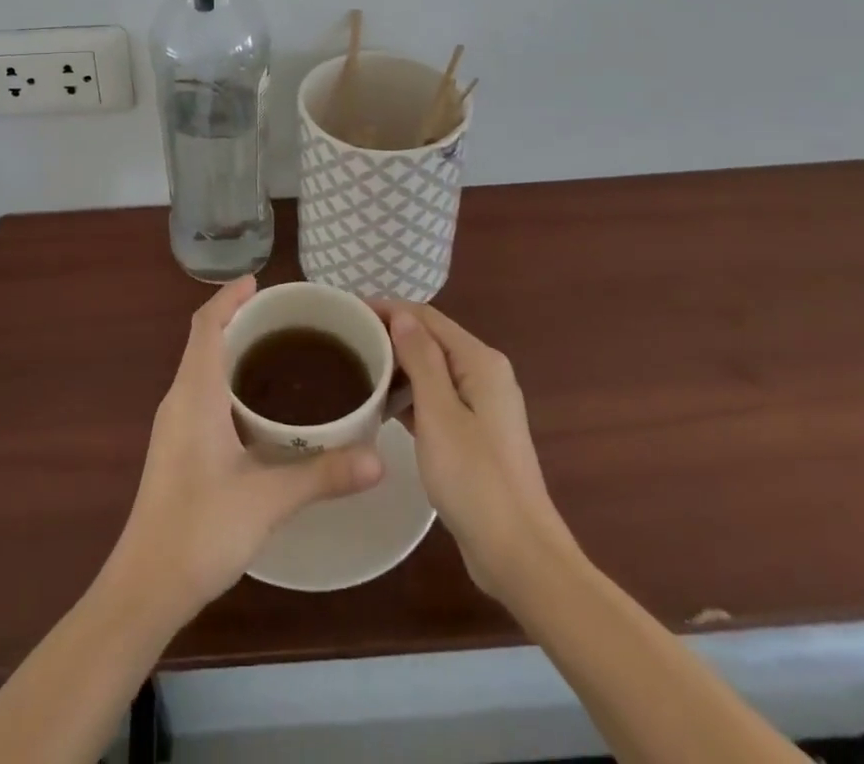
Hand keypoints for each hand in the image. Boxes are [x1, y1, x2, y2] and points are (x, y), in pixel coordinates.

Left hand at [104, 276, 383, 620]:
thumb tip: (380, 458)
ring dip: (232, 350)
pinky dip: (228, 380)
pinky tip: (259, 407)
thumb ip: (323, 474)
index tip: (259, 282)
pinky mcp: (177, 448)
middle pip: (204, 341)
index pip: (205, 325)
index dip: (228, 298)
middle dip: (237, 320)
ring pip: (202, 368)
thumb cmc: (200, 529)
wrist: (146, 586)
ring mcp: (174, 425)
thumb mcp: (267, 500)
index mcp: (194, 394)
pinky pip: (202, 394)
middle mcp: (179, 399)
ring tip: (278, 351)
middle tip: (284, 317)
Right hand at [377, 300, 580, 599]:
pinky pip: (435, 398)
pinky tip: (380, 406)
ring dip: (396, 366)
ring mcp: (481, 405)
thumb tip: (401, 315)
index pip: (426, 316)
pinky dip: (409, 395)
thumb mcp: (439, 414)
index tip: (347, 310)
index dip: (387, 308)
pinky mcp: (474, 433)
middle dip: (389, 335)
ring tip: (354, 368)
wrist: (518, 555)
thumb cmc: (475, 479)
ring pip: (431, 370)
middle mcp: (484, 374)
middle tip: (344, 340)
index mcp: (480, 362)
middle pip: (430, 339)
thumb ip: (420, 359)